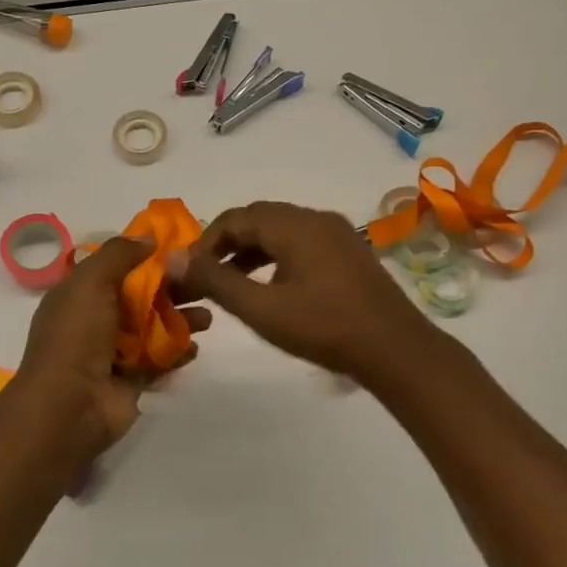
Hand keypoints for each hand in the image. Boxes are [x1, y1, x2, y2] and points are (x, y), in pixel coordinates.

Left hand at [14, 237, 210, 460]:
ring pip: (155, 327)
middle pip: (142, 295)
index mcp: (80, 293)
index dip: (147, 256)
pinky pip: (161, 359)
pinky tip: (194, 347)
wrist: (69, 407)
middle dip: (173, 288)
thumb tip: (148, 236)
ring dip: (181, 319)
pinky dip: (178, 352)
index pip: (117, 266)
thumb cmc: (77, 336)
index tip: (181, 248)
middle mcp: (96, 319)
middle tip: (203, 282)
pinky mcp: (133, 379)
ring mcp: (115, 351)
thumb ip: (119, 254)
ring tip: (207, 318)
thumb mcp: (90, 282)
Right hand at [168, 201, 439, 381]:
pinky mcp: (350, 252)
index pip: (235, 218)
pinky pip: (303, 242)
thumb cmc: (323, 327)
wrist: (395, 349)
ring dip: (252, 250)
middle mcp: (315, 218)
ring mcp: (337, 233)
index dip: (205, 242)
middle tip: (206, 275)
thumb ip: (215, 281)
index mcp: (293, 225)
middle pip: (259, 219)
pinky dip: (277, 256)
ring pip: (282, 230)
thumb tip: (171, 258)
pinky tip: (272, 286)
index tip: (189, 272)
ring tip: (232, 282)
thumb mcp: (261, 309)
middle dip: (227, 244)